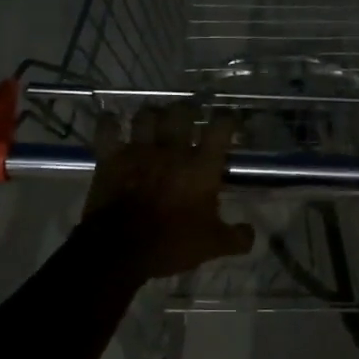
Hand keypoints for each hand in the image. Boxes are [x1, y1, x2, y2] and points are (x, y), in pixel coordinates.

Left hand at [82, 105, 255, 280]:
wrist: (120, 249)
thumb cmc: (172, 243)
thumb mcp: (212, 245)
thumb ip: (236, 237)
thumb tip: (251, 233)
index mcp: (201, 166)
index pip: (220, 128)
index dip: (226, 120)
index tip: (228, 121)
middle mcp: (172, 150)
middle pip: (182, 112)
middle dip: (187, 109)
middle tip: (188, 115)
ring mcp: (139, 150)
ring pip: (146, 115)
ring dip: (151, 114)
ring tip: (154, 119)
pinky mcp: (111, 157)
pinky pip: (107, 129)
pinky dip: (109, 123)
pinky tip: (112, 122)